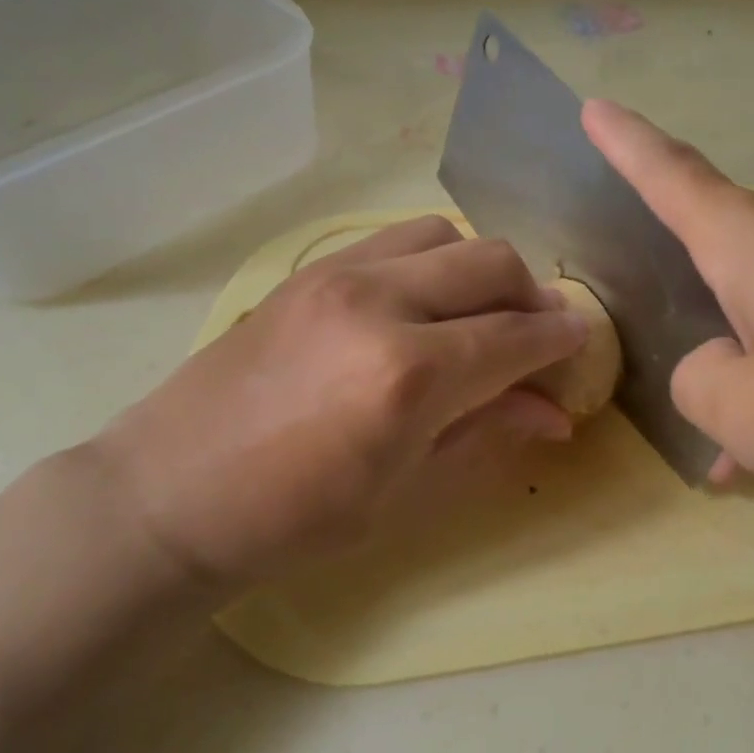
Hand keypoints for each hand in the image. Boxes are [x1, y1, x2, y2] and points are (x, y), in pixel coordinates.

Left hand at [91, 216, 584, 593]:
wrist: (171, 495)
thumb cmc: (297, 518)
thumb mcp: (407, 488)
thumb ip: (487, 431)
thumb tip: (555, 413)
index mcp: (410, 374)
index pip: (516, 336)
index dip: (561, 339)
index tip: (582, 344)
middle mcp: (380, 303)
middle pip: (491, 263)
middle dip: (532, 295)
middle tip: (537, 335)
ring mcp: (338, 274)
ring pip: (444, 234)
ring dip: (480, 269)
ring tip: (479, 314)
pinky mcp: (308, 270)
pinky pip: (393, 239)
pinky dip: (430, 260)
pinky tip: (424, 303)